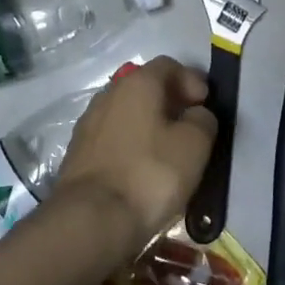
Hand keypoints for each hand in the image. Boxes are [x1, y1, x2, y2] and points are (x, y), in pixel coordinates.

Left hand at [55, 57, 216, 255]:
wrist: (92, 219)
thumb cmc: (150, 174)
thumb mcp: (194, 145)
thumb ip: (203, 120)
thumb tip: (197, 114)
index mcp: (137, 83)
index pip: (168, 65)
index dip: (191, 80)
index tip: (206, 104)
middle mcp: (109, 93)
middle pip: (145, 87)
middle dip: (170, 101)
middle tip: (190, 126)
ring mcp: (89, 122)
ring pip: (127, 112)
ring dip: (149, 124)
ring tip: (167, 151)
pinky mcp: (78, 151)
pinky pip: (112, 137)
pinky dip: (130, 144)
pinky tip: (141, 168)